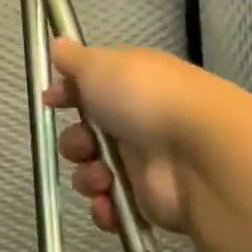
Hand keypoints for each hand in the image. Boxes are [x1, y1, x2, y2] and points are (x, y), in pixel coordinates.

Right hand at [44, 40, 211, 235]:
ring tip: (102, 178)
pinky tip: (109, 202)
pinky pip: (112, 206)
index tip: (51, 101)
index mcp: (133, 85)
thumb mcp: (102, 65)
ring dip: (87, 177)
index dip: (68, 96)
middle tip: (84, 146)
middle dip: (74, 144)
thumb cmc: (147, 100)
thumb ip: (75, 59)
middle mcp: (140, 122)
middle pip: (87, 135)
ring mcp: (146, 163)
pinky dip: (105, 207)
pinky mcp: (150, 200)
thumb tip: (58, 43)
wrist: (201, 155)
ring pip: (94, 171)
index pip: (92, 89)